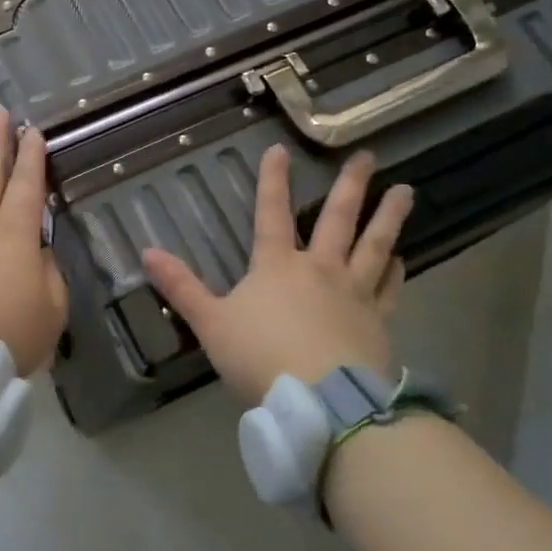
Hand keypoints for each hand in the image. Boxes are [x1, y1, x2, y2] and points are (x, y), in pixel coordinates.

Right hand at [142, 146, 411, 401]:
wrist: (321, 401)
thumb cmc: (260, 358)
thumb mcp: (210, 323)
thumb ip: (181, 287)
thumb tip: (146, 251)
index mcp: (277, 266)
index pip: (271, 213)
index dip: (273, 180)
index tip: (280, 149)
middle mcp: (320, 269)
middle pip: (337, 219)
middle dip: (351, 186)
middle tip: (367, 156)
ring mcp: (354, 293)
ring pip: (374, 245)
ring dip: (388, 216)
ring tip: (405, 191)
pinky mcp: (378, 321)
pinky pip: (390, 288)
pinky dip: (396, 270)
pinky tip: (402, 258)